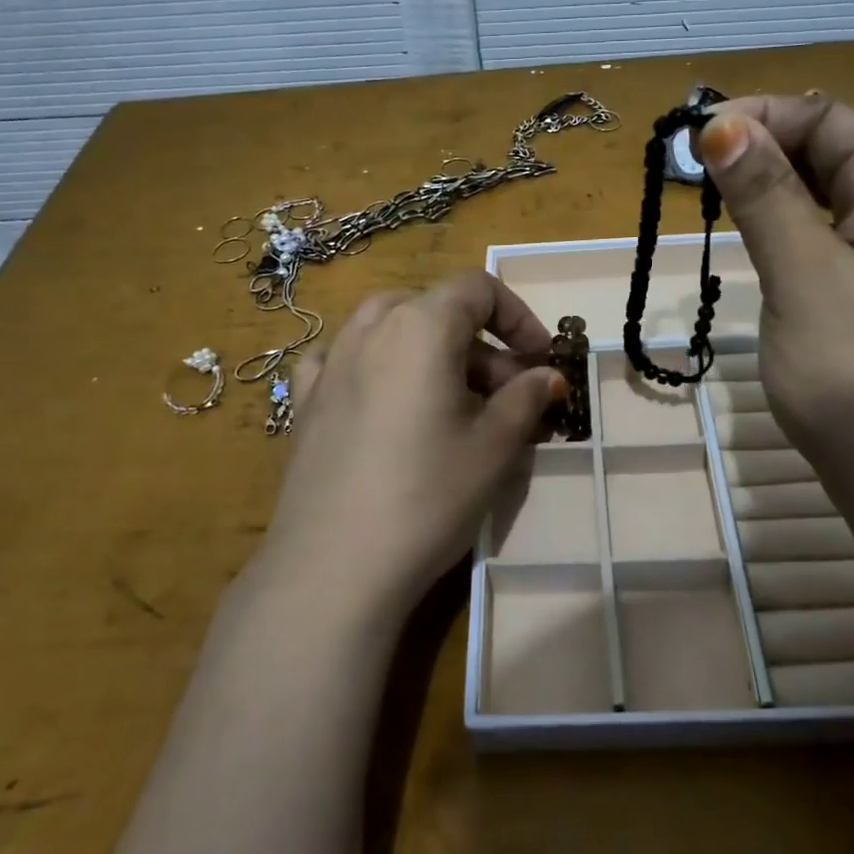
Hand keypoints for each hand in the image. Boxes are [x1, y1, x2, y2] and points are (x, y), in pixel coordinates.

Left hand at [252, 270, 564, 625]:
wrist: (335, 565)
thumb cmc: (428, 495)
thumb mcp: (494, 447)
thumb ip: (526, 399)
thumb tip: (548, 376)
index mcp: (420, 325)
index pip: (477, 288)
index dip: (518, 317)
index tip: (540, 360)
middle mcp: (370, 329)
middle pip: (434, 308)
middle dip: (478, 341)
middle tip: (504, 393)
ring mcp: (330, 364)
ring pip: (388, 327)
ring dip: (430, 349)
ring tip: (450, 398)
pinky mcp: (306, 401)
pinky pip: (344, 358)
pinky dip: (375, 362)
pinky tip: (384, 397)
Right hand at [697, 94, 853, 481]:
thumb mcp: (806, 275)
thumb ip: (766, 196)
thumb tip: (721, 123)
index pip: (827, 117)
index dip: (759, 116)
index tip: (691, 141)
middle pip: (828, 150)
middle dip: (761, 149)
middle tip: (694, 176)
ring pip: (823, 195)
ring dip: (769, 189)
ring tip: (714, 203)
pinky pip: (826, 237)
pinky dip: (785, 229)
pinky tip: (756, 244)